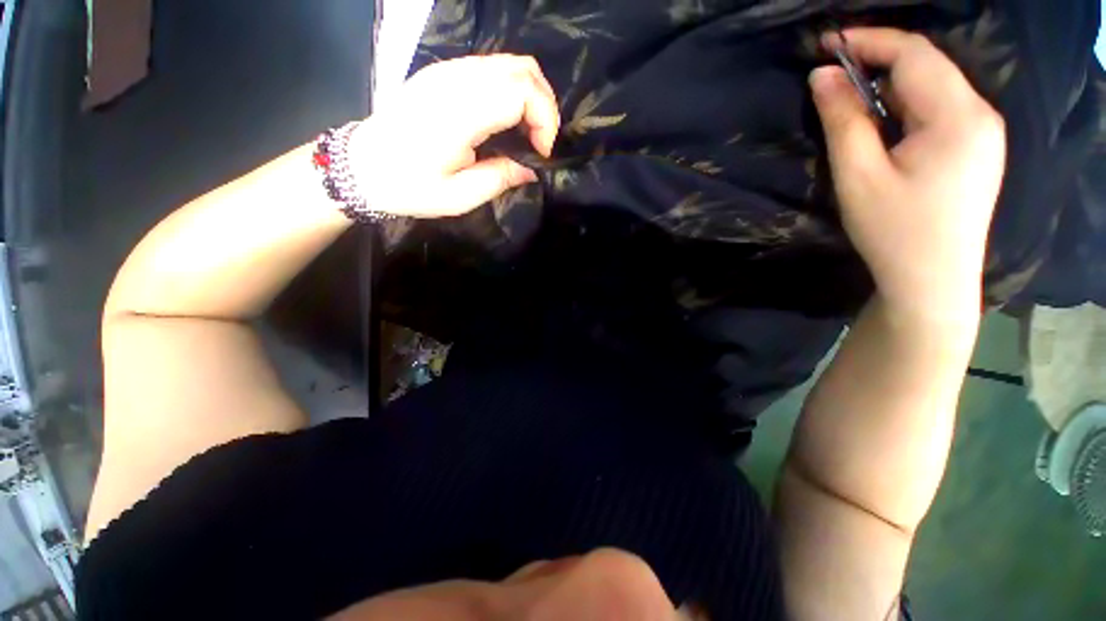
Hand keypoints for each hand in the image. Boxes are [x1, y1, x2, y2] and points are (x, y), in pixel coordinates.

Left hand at [351, 55, 560, 217]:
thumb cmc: (410, 187)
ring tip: (530, 131)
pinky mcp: (444, 72)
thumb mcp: (459, 197)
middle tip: (541, 141)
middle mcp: (456, 80)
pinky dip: (513, 89)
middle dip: (545, 105)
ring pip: (510, 62)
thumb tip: (532, 170)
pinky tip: (509, 118)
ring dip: (531, 95)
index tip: (542, 152)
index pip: (520, 91)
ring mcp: (448, 70)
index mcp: (459, 114)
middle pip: (522, 68)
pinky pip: (493, 67)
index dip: (544, 119)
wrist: (363, 166)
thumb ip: (500, 178)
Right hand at [810, 28, 1005, 318]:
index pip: (913, 54)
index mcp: (957, 116)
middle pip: (927, 66)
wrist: (933, 280)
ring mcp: (984, 132)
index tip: (827, 43)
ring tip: (852, 97)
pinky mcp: (978, 148)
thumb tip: (821, 76)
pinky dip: (907, 102)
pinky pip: (941, 107)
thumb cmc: (893, 231)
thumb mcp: (858, 175)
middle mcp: (980, 113)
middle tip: (833, 72)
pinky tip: (885, 121)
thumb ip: (843, 120)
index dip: (869, 41)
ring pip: (934, 86)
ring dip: (891, 83)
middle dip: (878, 60)